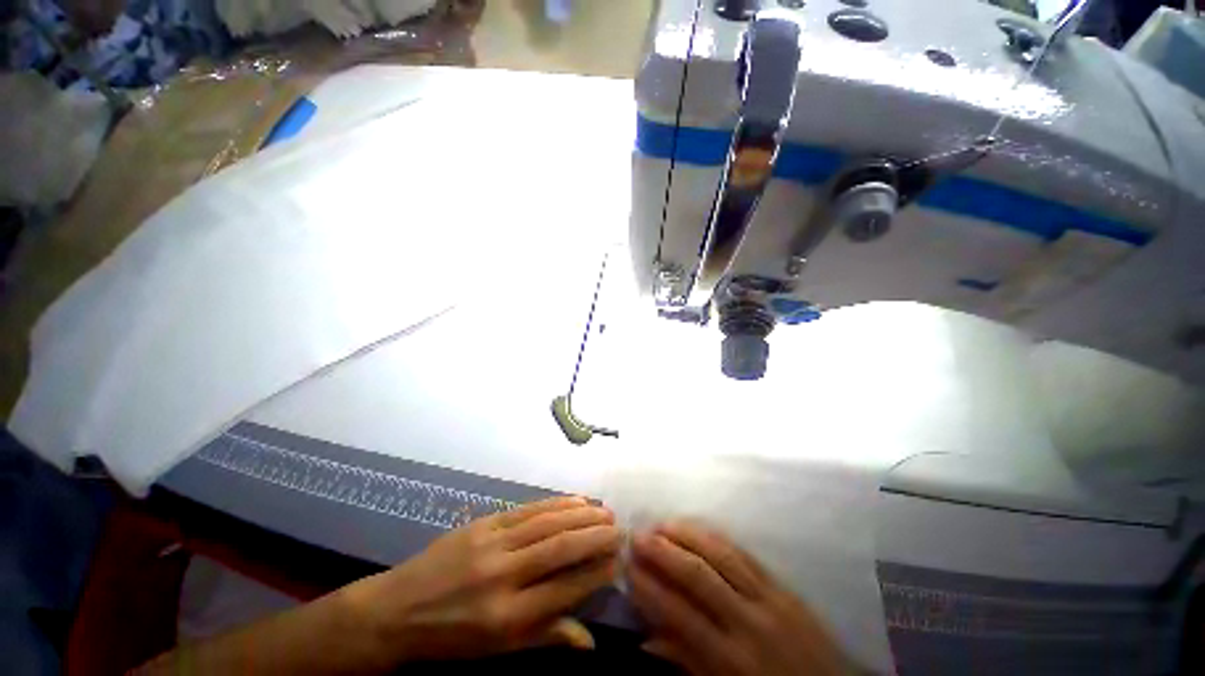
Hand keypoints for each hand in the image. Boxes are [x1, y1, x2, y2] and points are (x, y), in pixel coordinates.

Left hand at [342, 496, 621, 664]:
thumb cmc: (450, 639)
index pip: (565, 588)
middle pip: (560, 548)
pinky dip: (555, 503)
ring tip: (604, 511)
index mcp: (507, 617)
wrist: (395, 610)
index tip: (619, 559)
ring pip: (547, 522)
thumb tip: (590, 641)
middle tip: (620, 528)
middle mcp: (503, 575)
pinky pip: (527, 509)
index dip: (597, 571)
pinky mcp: (484, 522)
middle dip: (596, 536)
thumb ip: (545, 639)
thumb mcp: (495, 653)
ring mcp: (492, 543)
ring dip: (581, 514)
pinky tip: (574, 500)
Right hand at [629, 522, 853, 675]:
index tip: (627, 567)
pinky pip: (745, 553)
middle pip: (699, 575)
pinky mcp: (784, 586)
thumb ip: (686, 664)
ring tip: (662, 523)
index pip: (679, 614)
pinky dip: (716, 537)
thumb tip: (646, 641)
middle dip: (664, 551)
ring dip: (688, 534)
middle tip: (637, 535)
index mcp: (732, 659)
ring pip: (722, 554)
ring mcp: (770, 599)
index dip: (649, 588)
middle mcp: (750, 621)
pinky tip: (698, 528)